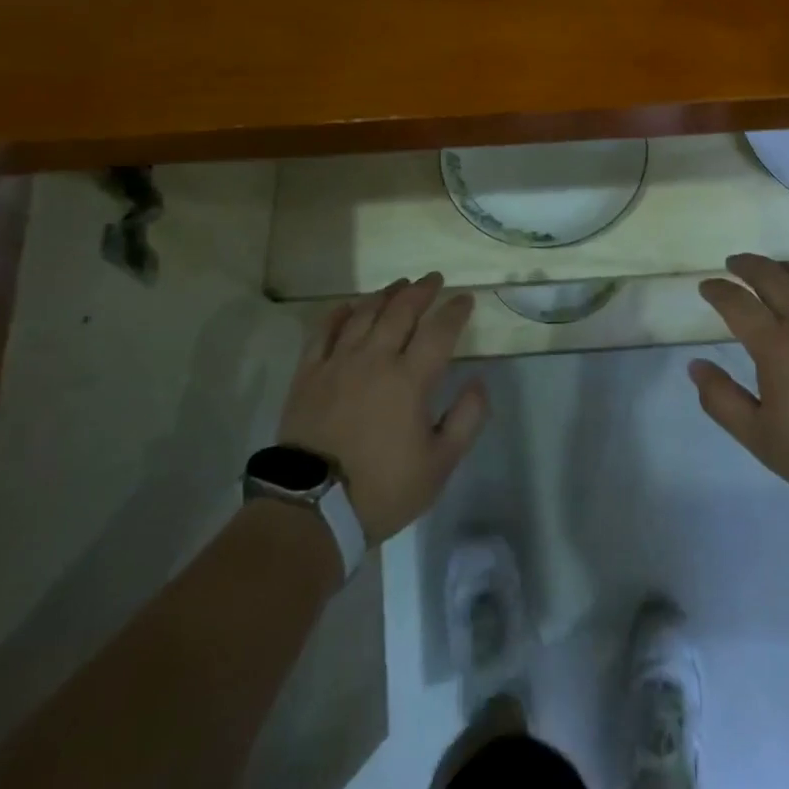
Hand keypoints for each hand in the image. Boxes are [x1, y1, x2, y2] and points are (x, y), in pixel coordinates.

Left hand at [279, 274, 487, 544]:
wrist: (311, 509)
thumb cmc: (382, 489)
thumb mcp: (439, 465)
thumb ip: (466, 420)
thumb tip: (479, 382)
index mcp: (410, 379)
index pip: (439, 331)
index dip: (455, 311)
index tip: (465, 299)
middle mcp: (376, 359)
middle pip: (401, 311)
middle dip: (421, 290)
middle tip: (433, 279)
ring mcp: (338, 363)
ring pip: (365, 314)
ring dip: (385, 294)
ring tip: (399, 285)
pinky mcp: (309, 374)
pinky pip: (323, 331)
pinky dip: (339, 313)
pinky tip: (349, 306)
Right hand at [689, 254, 788, 518]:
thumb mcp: (761, 438)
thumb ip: (722, 400)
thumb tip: (695, 366)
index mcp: (776, 344)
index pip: (737, 303)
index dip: (717, 290)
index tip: (706, 286)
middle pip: (772, 275)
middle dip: (748, 265)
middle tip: (734, 263)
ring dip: (784, 267)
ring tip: (773, 268)